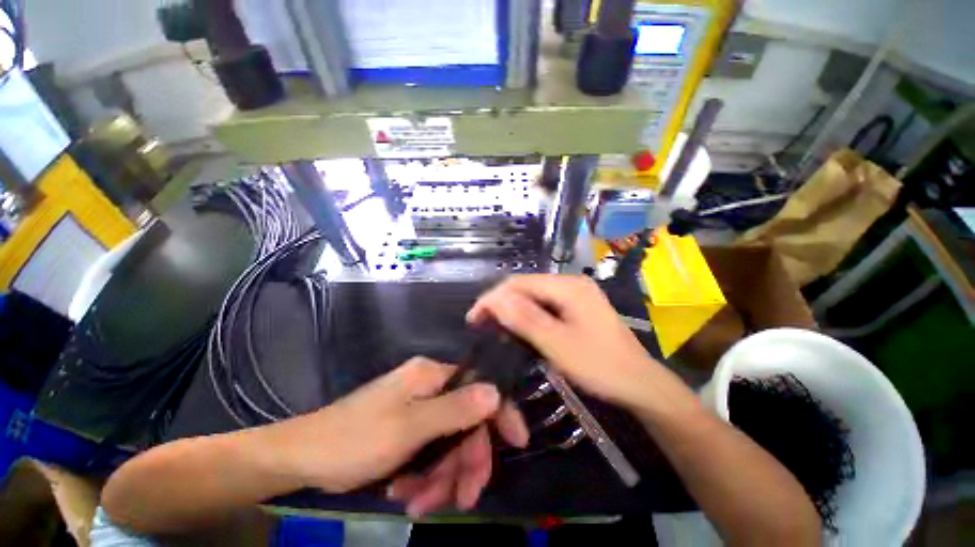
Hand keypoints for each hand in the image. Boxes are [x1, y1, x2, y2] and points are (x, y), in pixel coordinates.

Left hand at [268, 357, 527, 514]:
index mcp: (432, 376)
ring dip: (441, 478)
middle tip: (461, 499)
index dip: (500, 413)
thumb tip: (495, 392)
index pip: (479, 386)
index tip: (518, 442)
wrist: (303, 457)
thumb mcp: (409, 427)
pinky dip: (424, 477)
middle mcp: (429, 388)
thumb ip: (455, 409)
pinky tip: (405, 494)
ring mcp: (418, 409)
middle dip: (465, 463)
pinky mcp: (407, 429)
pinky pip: (430, 452)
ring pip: (448, 443)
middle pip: (465, 423)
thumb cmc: (356, 438)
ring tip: (419, 504)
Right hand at [467, 275, 664, 411]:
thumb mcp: (558, 345)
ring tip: (494, 326)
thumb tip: (495, 299)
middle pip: (526, 286)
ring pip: (533, 295)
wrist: (640, 384)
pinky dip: (526, 314)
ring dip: (512, 308)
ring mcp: (576, 294)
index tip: (474, 318)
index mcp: (569, 286)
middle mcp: (571, 283)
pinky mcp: (577, 307)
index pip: (519, 283)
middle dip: (500, 302)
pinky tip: (518, 327)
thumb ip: (526, 319)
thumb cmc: (600, 366)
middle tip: (481, 324)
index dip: (493, 297)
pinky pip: (544, 304)